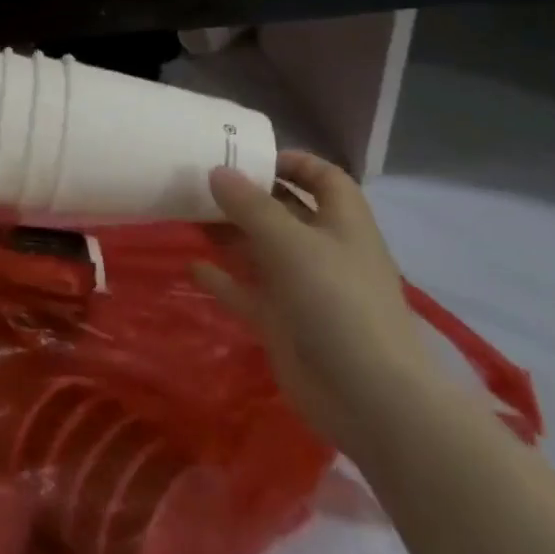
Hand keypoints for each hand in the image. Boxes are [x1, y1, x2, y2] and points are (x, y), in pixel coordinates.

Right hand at [194, 151, 438, 457]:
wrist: (368, 398)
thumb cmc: (337, 302)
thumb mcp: (291, 242)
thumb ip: (250, 205)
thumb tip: (216, 171)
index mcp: (343, 224)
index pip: (325, 179)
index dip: (293, 162)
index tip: (249, 156)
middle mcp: (324, 251)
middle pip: (285, 212)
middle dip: (247, 195)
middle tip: (199, 179)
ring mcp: (303, 289)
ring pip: (260, 250)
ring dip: (228, 232)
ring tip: (187, 213)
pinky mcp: (283, 323)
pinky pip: (247, 292)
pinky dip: (222, 278)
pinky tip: (193, 265)